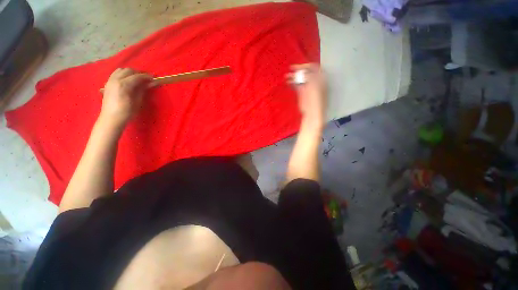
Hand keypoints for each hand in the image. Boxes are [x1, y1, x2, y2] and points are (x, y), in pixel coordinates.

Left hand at [100, 68, 151, 127]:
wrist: (111, 118)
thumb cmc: (127, 112)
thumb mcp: (138, 101)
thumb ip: (143, 90)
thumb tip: (151, 83)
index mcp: (124, 85)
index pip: (137, 76)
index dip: (146, 77)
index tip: (154, 79)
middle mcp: (116, 80)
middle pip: (128, 70)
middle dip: (138, 73)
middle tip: (146, 79)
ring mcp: (110, 81)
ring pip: (121, 70)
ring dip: (130, 73)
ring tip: (137, 79)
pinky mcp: (107, 84)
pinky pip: (116, 74)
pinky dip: (123, 75)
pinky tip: (128, 81)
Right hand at [287, 63, 326, 124]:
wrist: (312, 114)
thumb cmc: (316, 102)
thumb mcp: (314, 88)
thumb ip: (309, 78)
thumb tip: (302, 72)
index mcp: (320, 79)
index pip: (314, 68)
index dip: (305, 66)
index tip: (297, 67)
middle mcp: (314, 81)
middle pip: (306, 72)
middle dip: (298, 70)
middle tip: (290, 69)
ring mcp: (307, 86)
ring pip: (300, 78)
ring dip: (294, 76)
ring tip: (286, 76)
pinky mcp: (302, 92)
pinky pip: (297, 84)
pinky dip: (292, 82)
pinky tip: (288, 81)